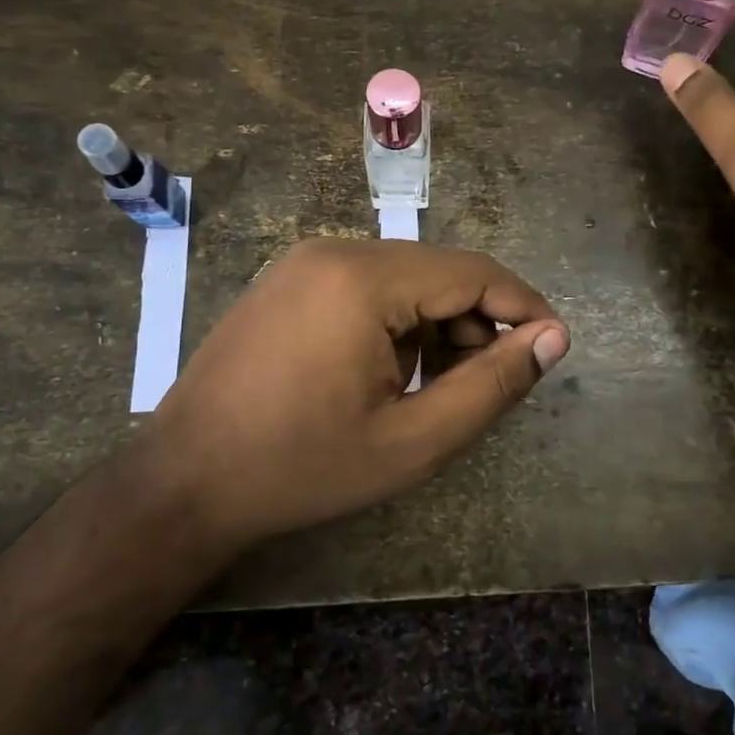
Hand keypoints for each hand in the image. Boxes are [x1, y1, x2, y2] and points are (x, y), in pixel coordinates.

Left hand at [136, 238, 568, 551]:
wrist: (182, 484)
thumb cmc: (302, 468)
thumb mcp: (413, 440)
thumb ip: (492, 385)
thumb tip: (552, 338)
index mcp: (364, 279)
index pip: (472, 272)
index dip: (522, 306)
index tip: (552, 346)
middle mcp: (334, 250)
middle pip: (438, 272)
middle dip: (476, 322)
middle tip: (486, 384)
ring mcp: (304, 262)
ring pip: (404, 279)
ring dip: (436, 325)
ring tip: (434, 388)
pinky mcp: (288, 281)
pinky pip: (367, 287)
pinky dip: (397, 322)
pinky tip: (388, 374)